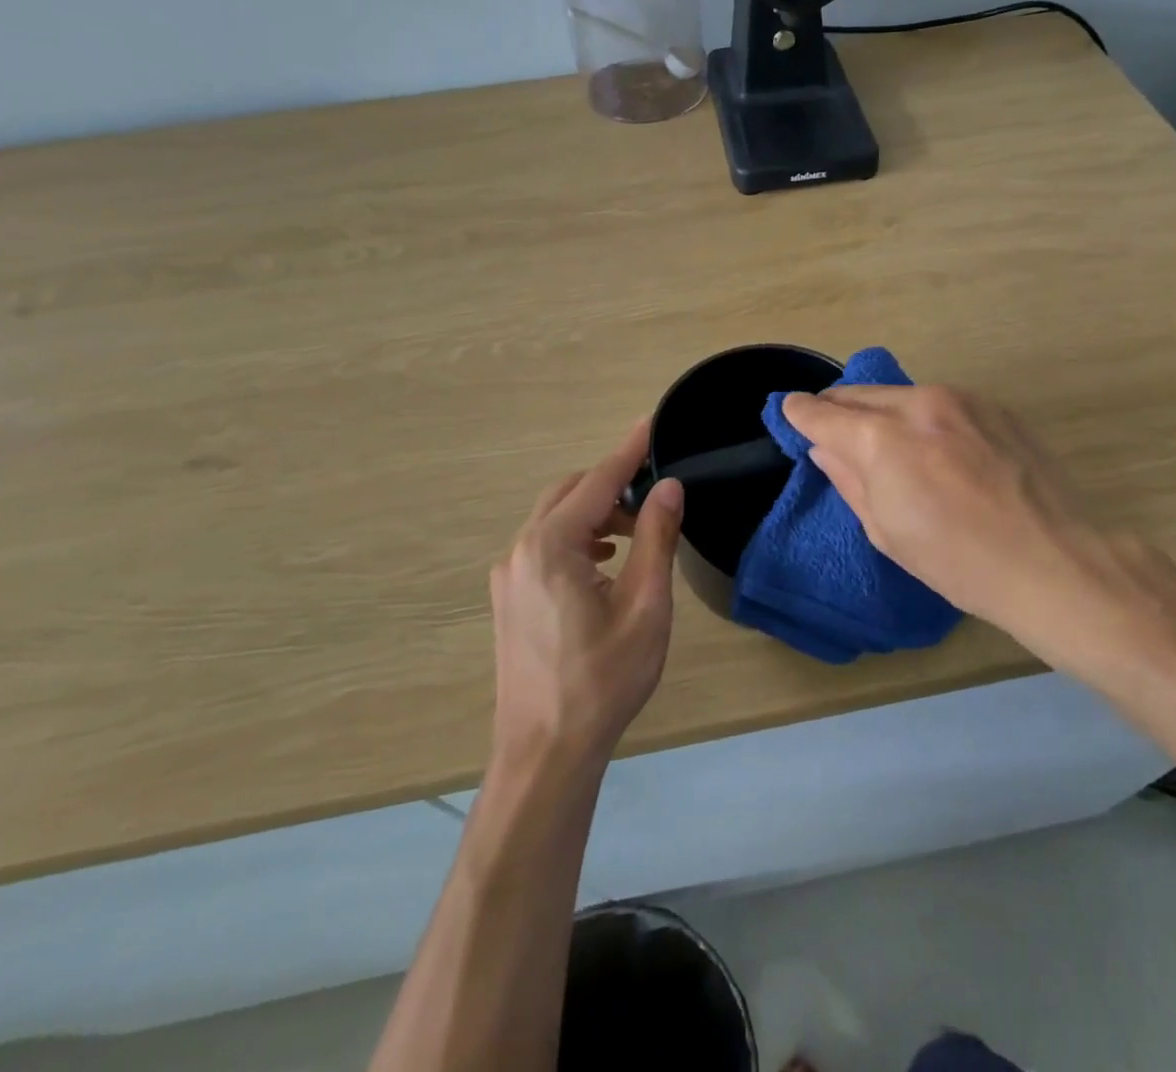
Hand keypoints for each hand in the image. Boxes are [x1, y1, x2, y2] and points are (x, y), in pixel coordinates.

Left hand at [488, 419, 683, 774]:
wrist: (545, 753)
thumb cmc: (603, 680)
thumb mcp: (645, 606)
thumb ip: (655, 538)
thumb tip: (668, 487)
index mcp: (551, 547)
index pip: (597, 481)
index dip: (628, 451)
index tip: (651, 424)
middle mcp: (520, 551)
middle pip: (568, 493)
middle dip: (610, 485)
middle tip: (652, 498)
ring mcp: (507, 575)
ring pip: (554, 519)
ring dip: (594, 513)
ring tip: (633, 535)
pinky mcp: (508, 598)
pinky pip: (543, 545)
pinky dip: (576, 538)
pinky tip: (603, 562)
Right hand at [780, 385, 1111, 647]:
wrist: (1053, 562)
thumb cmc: (958, 562)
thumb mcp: (887, 530)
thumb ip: (849, 477)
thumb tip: (825, 447)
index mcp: (883, 438)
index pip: (823, 413)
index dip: (799, 413)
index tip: (789, 412)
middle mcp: (919, 403)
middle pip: (858, 394)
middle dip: (837, 409)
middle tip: (829, 429)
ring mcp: (962, 399)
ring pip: (900, 394)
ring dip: (882, 412)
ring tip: (887, 443)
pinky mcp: (994, 406)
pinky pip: (940, 402)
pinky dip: (923, 417)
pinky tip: (936, 447)